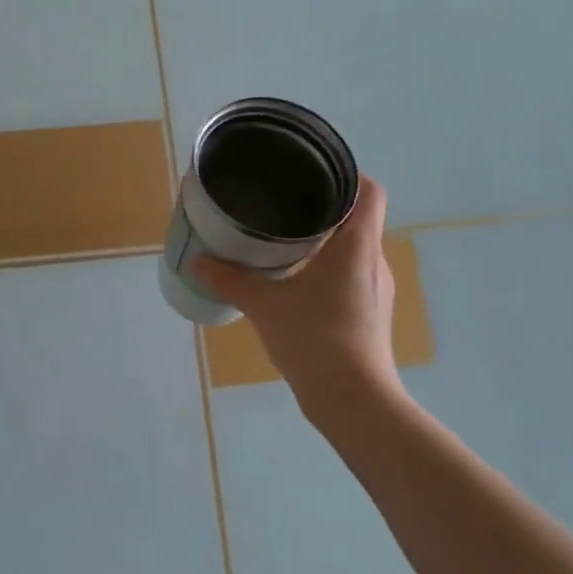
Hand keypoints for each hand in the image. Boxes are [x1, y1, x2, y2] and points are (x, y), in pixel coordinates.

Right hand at [192, 177, 403, 419]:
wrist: (353, 400)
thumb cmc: (315, 339)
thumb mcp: (264, 306)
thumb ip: (230, 280)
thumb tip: (196, 261)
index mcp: (357, 246)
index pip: (369, 192)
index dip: (347, 174)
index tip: (313, 173)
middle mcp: (374, 261)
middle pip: (359, 218)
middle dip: (325, 207)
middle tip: (284, 202)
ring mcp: (376, 289)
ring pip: (354, 248)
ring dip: (326, 240)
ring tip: (285, 238)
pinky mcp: (370, 313)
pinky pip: (351, 274)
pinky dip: (328, 267)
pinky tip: (297, 280)